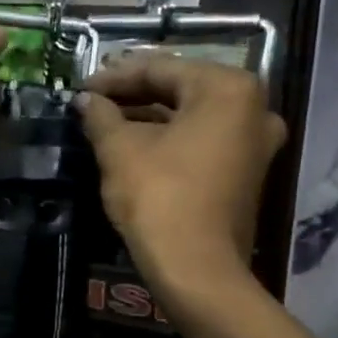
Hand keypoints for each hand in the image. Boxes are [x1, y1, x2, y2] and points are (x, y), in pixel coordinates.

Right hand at [78, 56, 287, 293]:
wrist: (196, 268)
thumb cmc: (159, 197)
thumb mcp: (120, 150)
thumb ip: (101, 116)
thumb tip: (85, 100)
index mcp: (228, 89)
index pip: (161, 69)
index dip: (115, 77)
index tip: (82, 87)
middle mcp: (254, 108)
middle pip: (181, 90)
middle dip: (134, 94)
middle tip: (94, 100)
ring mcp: (255, 142)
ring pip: (192, 117)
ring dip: (149, 117)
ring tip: (107, 122)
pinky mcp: (246, 172)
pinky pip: (202, 141)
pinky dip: (169, 139)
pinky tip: (135, 145)